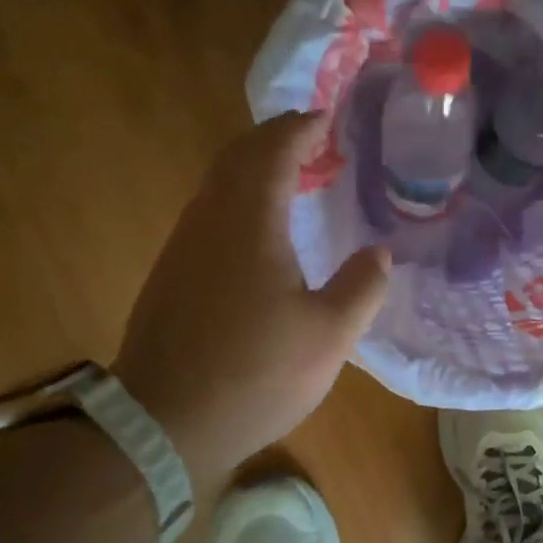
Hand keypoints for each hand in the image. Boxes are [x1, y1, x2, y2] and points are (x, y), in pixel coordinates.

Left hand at [114, 113, 388, 489]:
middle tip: (314, 140)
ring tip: (295, 178)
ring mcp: (183, 248)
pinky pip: (209, 214)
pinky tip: (261, 231)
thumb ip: (361, 286)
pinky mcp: (172, 275)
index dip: (301, 128)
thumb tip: (379, 251)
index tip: (328, 118)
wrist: (163, 424)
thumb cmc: (255, 374)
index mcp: (249, 222)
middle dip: (275, 139)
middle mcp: (208, 221)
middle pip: (237, 157)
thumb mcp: (330, 336)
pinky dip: (239, 200)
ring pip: (218, 185)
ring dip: (255, 169)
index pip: (273, 150)